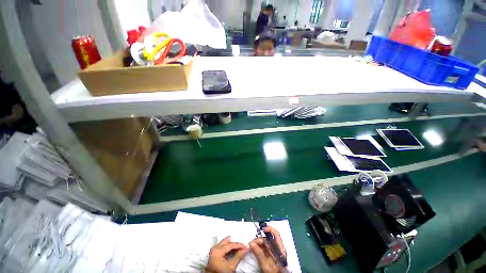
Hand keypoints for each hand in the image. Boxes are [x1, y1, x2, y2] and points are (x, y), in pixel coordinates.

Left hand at [205, 236, 248, 272]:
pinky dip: (227, 249)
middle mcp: (214, 249)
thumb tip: (245, 250)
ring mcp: (213, 252)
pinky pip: (221, 248)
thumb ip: (238, 256)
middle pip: (227, 243)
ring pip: (224, 245)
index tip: (245, 246)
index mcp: (217, 250)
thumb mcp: (231, 266)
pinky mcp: (213, 256)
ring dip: (231, 246)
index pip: (230, 245)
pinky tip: (232, 251)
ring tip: (238, 248)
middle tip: (242, 245)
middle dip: (235, 244)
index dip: (239, 245)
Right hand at [249, 226, 286, 272]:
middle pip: (268, 239)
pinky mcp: (270, 255)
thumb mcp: (266, 266)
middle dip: (259, 239)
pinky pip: (263, 248)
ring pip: (265, 243)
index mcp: (280, 250)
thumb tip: (252, 244)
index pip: (276, 235)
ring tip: (252, 246)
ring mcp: (273, 252)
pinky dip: (258, 247)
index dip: (269, 229)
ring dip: (258, 243)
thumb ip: (260, 255)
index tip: (262, 229)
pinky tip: (254, 249)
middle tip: (252, 243)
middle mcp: (277, 249)